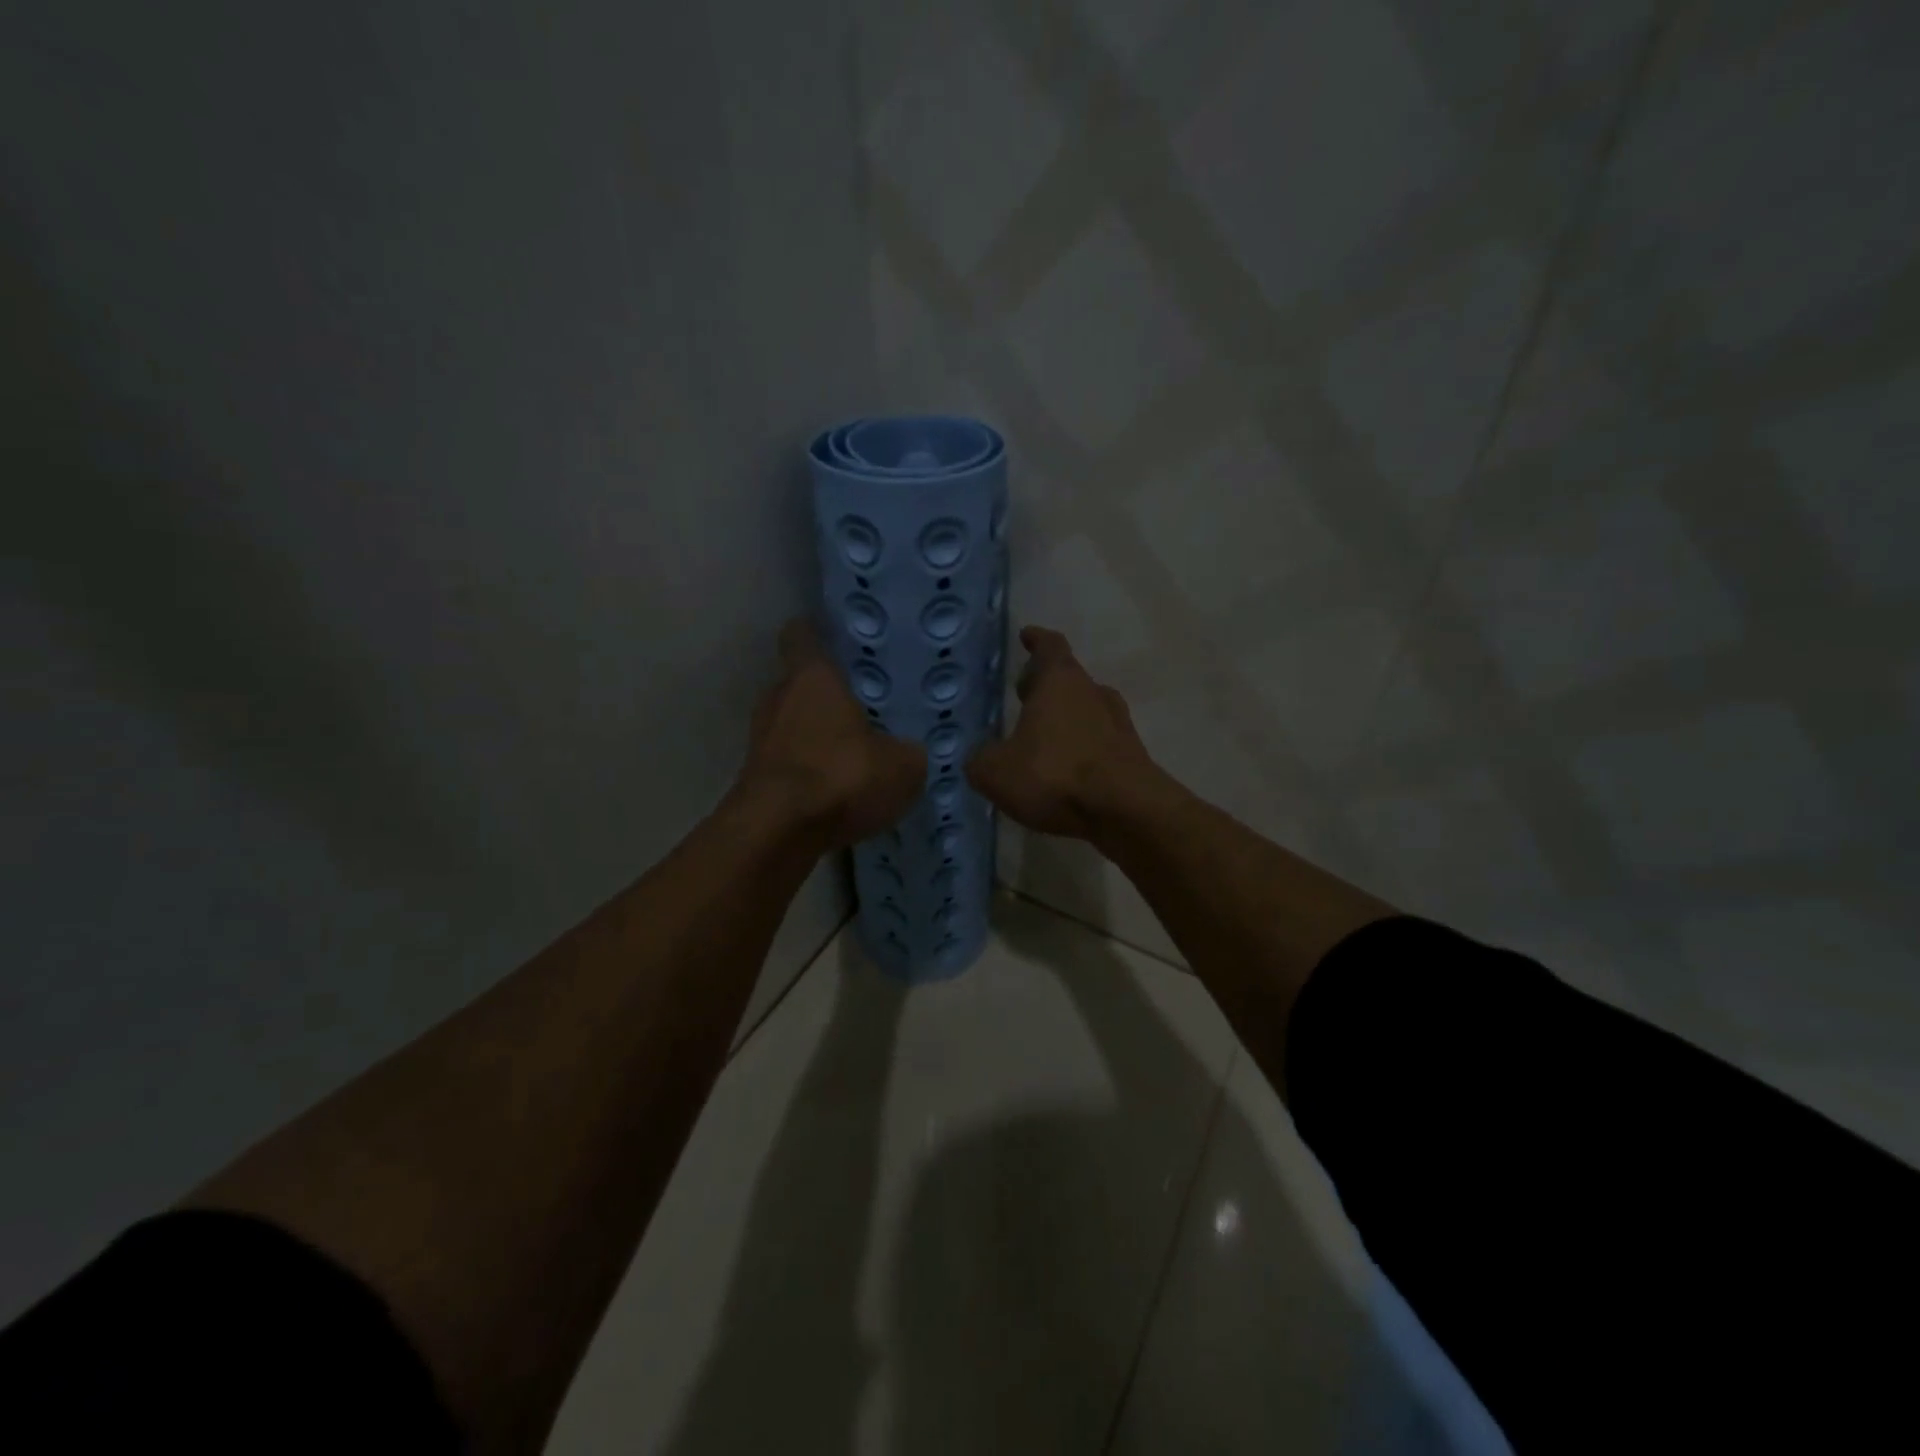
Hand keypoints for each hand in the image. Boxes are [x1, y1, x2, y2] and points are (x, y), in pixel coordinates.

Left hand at [736, 619, 927, 850]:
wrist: (777, 832)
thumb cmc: (842, 776)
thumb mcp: (902, 765)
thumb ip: (909, 751)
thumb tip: (909, 751)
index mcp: (812, 677)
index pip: (802, 634)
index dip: (818, 633)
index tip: (839, 639)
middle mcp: (778, 698)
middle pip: (799, 683)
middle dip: (826, 693)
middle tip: (863, 704)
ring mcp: (761, 739)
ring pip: (792, 724)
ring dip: (816, 735)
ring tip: (852, 752)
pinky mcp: (755, 777)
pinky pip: (789, 761)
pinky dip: (808, 770)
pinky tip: (835, 790)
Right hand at [967, 626, 1163, 839]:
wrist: (1126, 811)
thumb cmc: (1055, 775)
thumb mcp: (996, 771)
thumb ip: (981, 759)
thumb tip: (981, 757)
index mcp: (1059, 682)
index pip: (1050, 647)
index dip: (1037, 640)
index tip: (1028, 636)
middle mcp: (1092, 693)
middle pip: (1069, 678)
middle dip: (1045, 684)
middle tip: (1024, 695)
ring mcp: (1118, 724)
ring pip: (1087, 709)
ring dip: (1066, 717)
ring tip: (1042, 736)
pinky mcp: (1131, 756)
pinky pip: (1099, 742)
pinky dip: (1082, 748)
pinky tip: (1065, 769)